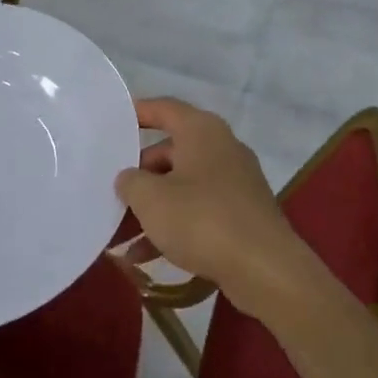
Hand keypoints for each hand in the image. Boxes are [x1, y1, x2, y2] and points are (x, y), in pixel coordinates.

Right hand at [114, 97, 308, 304]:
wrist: (264, 267)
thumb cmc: (202, 220)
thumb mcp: (151, 199)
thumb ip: (130, 182)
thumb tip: (130, 178)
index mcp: (202, 132)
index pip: (165, 109)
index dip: (138, 112)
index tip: (113, 121)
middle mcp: (222, 149)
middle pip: (171, 152)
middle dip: (140, 174)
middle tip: (113, 193)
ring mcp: (235, 182)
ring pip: (183, 186)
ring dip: (153, 207)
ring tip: (121, 234)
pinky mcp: (242, 214)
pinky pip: (199, 211)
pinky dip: (174, 226)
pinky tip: (145, 256)